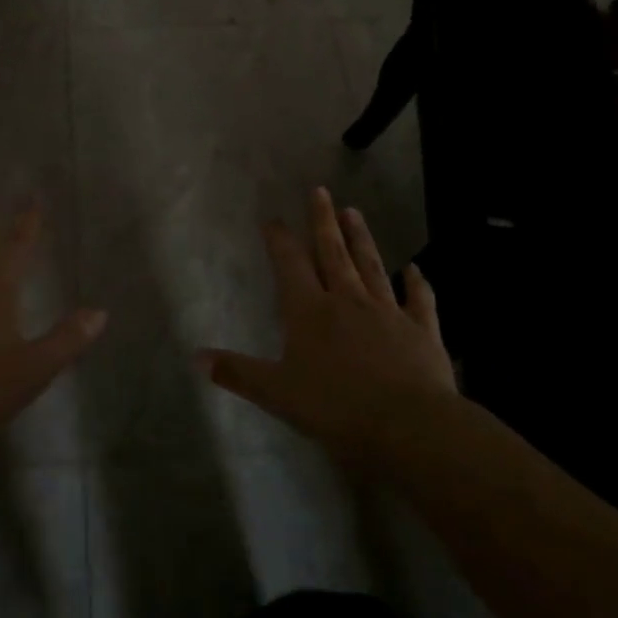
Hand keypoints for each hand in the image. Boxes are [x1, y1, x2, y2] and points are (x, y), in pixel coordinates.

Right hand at [198, 188, 458, 466]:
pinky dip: (417, 283)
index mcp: (310, 311)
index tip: (273, 218)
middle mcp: (347, 300)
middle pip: (333, 252)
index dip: (280, 239)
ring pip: (371, 266)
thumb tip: (196, 357)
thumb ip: (238, 372)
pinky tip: (416, 269)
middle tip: (320, 191)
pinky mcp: (421, 331)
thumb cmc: (336, 408)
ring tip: (354, 212)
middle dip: (323, 221)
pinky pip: (419, 300)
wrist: (409, 425)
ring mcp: (388, 312)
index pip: (290, 264)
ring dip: (361, 238)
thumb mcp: (277, 393)